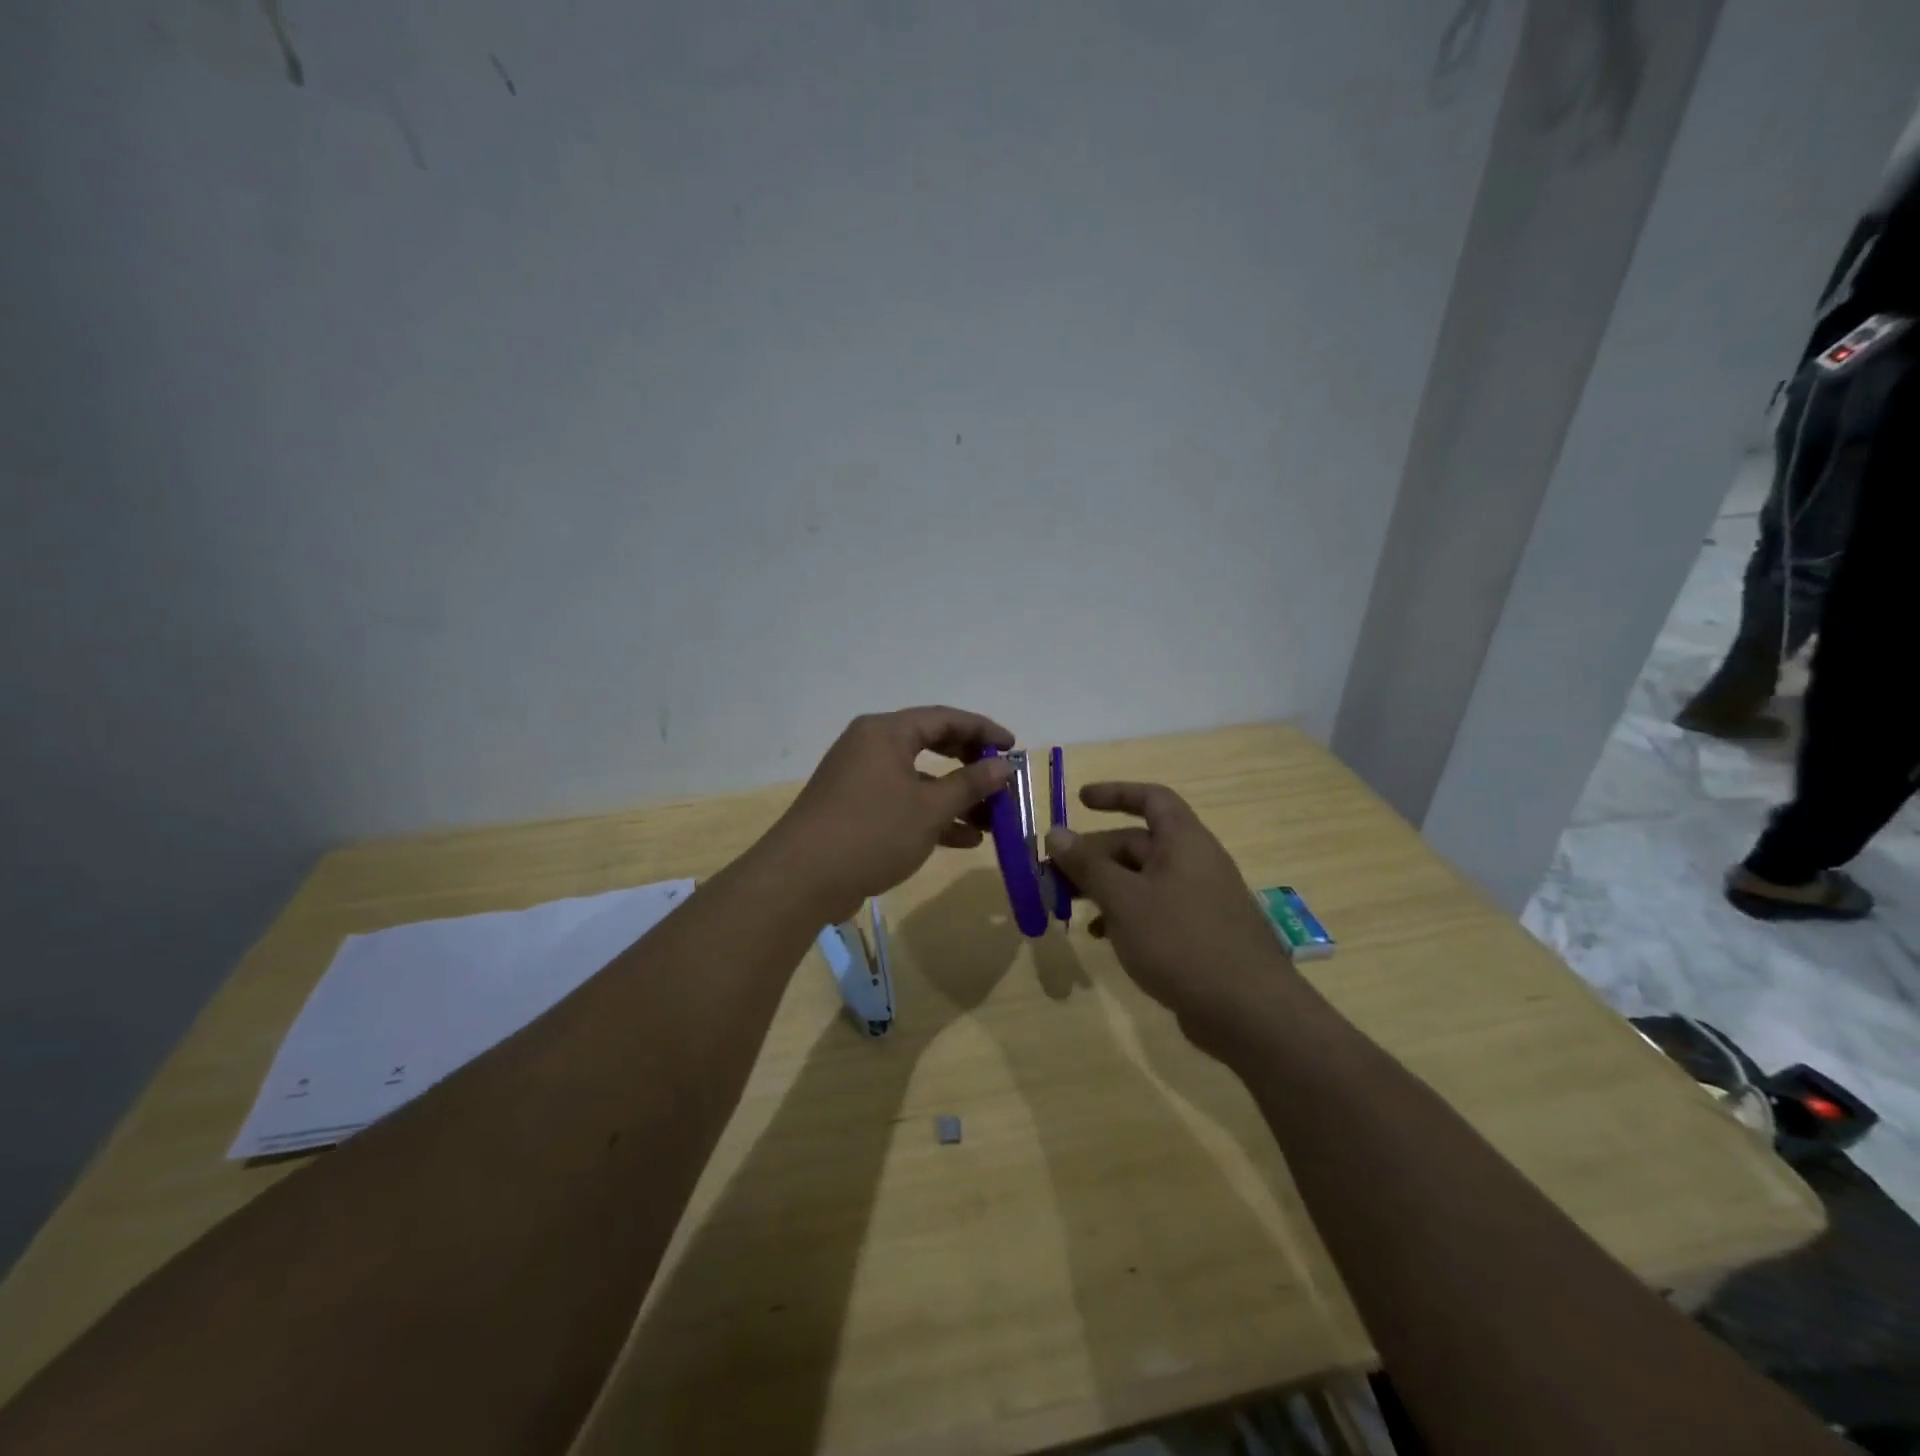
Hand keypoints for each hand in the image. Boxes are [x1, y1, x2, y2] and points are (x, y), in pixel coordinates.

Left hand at [766, 707, 1014, 921]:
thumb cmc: (872, 832)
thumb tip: (1003, 765)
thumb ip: (970, 784)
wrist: (801, 879)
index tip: (1013, 747)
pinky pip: (902, 801)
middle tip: (1000, 781)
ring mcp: (860, 778)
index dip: (983, 729)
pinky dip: (931, 815)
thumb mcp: (930, 808)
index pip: (944, 718)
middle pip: (931, 745)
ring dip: (955, 797)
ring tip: (992, 820)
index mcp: (886, 732)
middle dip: (970, 765)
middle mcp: (870, 746)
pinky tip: (964, 839)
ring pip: (919, 779)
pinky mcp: (854, 808)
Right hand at [1045, 782, 1293, 1058]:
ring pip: (1141, 879)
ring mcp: (1198, 899)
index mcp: (1184, 841)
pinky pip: (1153, 909)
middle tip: (1053, 875)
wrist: (1249, 1012)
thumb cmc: (1181, 941)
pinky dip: (1124, 914)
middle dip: (1093, 855)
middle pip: (1136, 843)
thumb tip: (1056, 833)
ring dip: (1103, 887)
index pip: (1150, 798)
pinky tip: (1101, 936)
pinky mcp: (1198, 933)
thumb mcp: (1124, 900)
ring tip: (1068, 906)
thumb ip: (1088, 865)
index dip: (1115, 793)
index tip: (1079, 801)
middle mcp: (1193, 862)